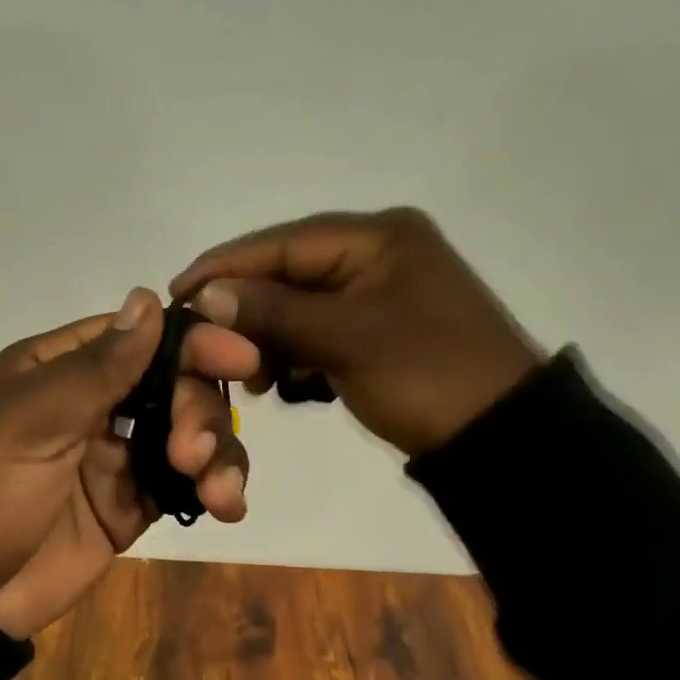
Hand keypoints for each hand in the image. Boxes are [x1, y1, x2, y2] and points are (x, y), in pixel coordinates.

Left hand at [0, 289, 258, 638]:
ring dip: (216, 453)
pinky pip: (181, 486)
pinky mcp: (127, 507)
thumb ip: (97, 367)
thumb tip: (147, 298)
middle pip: (173, 384)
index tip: (240, 357)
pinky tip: (225, 507)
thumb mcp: (28, 419)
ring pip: (187, 434)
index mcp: (59, 369)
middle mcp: (91, 404)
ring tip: (219, 493)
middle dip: (199, 411)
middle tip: (192, 453)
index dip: (191, 341)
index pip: (138, 337)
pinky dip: (211, 490)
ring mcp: (111, 457)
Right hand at [169, 208, 542, 458]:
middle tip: (210, 347)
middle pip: (287, 274)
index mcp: (377, 238)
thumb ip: (272, 311)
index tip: (176, 293)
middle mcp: (376, 254)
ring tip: (252, 376)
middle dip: (247, 311)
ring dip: (269, 338)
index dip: (226, 267)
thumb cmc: (426, 376)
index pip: (282, 243)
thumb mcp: (345, 339)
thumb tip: (205, 295)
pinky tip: (281, 382)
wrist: (503, 441)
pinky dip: (295, 354)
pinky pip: (318, 331)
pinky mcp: (377, 330)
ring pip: (298, 306)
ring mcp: (378, 294)